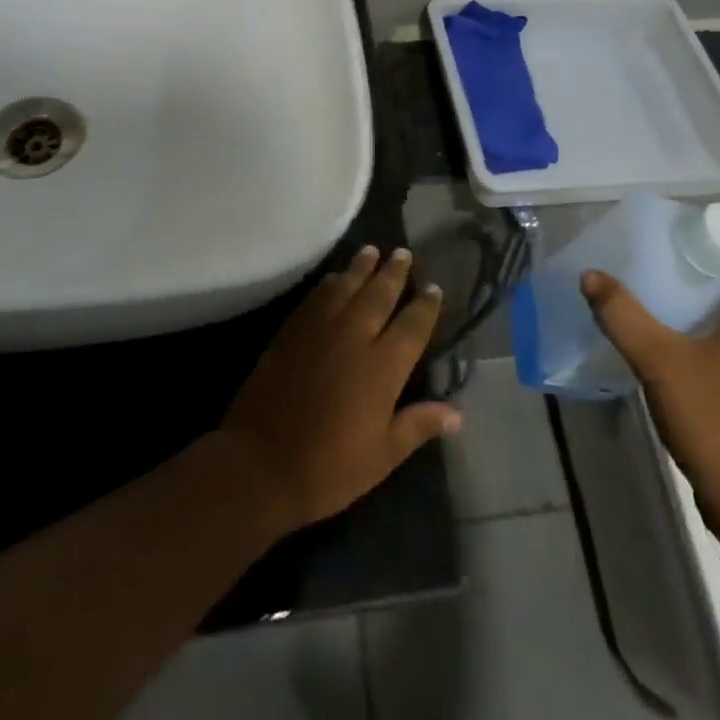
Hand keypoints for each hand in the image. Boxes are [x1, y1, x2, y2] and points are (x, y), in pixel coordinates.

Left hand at [220, 245, 459, 533]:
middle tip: (403, 253)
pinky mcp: (293, 330)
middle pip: (380, 294)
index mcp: (383, 366)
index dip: (425, 304)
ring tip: (371, 251)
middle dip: (394, 272)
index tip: (433, 287)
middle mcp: (355, 336)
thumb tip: (458, 414)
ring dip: (361, 267)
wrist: (261, 463)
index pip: (412, 324)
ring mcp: (321, 328)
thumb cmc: (330, 468)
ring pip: (347, 285)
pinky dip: (330, 282)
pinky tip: (335, 278)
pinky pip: (317, 296)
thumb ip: (419, 425)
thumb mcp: (383, 456)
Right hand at [581, 254, 719, 539]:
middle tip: (666, 263)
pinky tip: (679, 351)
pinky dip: (715, 341)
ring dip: (712, 309)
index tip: (688, 237)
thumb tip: (591, 275)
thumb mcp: (659, 361)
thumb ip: (623, 315)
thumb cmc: (716, 421)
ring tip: (665, 301)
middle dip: (711, 274)